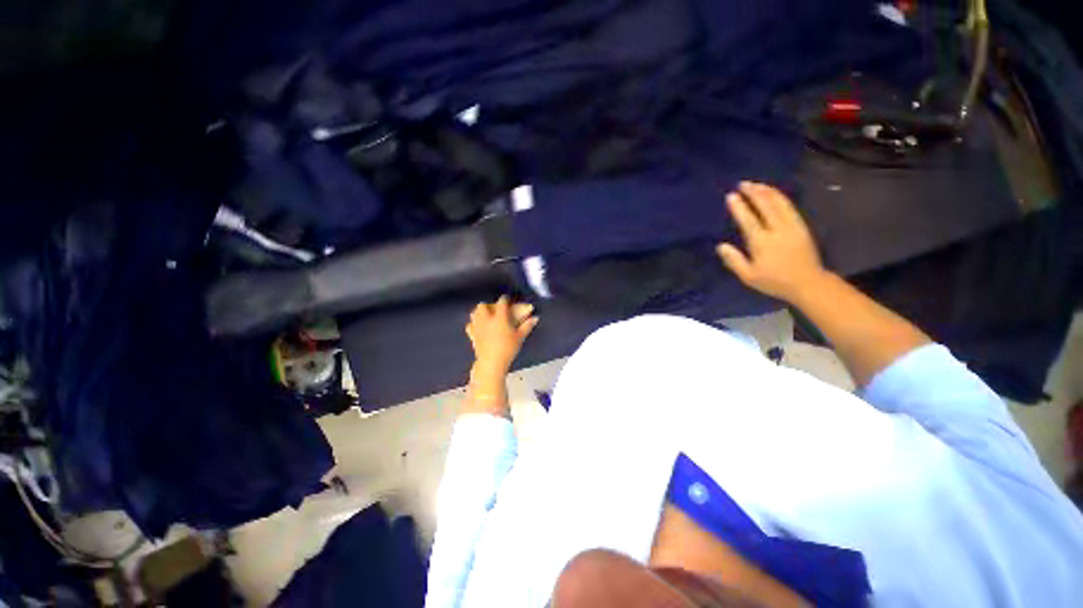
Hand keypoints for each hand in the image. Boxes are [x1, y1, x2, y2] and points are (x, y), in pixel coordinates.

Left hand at [466, 296, 538, 377]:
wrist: (492, 362)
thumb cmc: (508, 349)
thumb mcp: (520, 337)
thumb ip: (527, 326)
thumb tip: (535, 318)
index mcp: (500, 317)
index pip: (501, 303)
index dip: (504, 299)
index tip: (507, 298)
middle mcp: (487, 319)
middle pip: (482, 305)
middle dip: (487, 305)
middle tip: (493, 309)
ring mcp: (478, 327)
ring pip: (474, 313)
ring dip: (479, 312)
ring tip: (485, 315)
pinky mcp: (472, 335)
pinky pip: (469, 325)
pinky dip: (473, 324)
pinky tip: (477, 326)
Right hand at [716, 182, 828, 302]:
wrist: (808, 283)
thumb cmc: (774, 281)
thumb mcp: (748, 276)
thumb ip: (734, 260)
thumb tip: (720, 246)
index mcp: (762, 243)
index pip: (748, 220)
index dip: (739, 207)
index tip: (731, 196)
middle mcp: (777, 230)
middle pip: (765, 206)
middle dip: (753, 193)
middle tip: (743, 184)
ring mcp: (792, 226)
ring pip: (779, 203)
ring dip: (767, 191)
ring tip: (756, 184)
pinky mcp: (801, 226)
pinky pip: (789, 206)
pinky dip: (779, 197)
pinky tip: (773, 194)